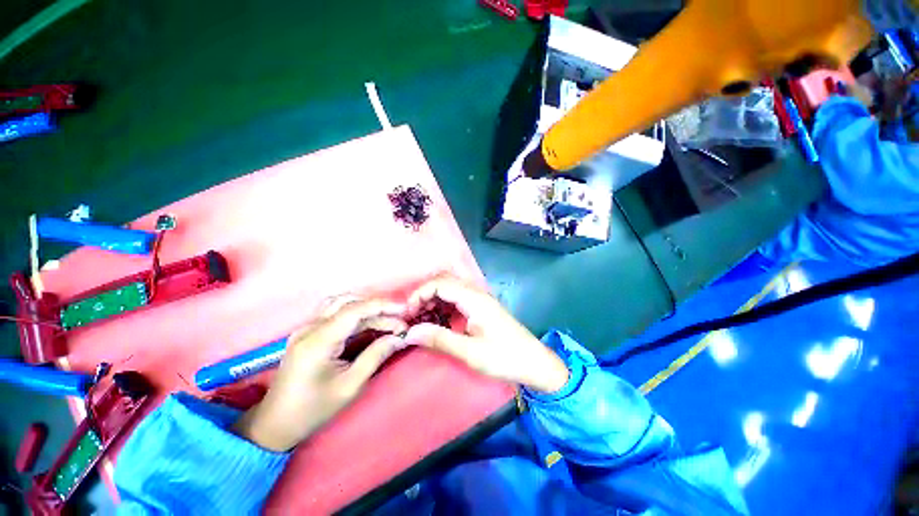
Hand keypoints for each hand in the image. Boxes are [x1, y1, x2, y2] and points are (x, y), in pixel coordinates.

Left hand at [232, 297, 406, 451]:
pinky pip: (335, 313)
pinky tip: (368, 324)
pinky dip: (355, 314)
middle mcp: (310, 328)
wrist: (275, 424)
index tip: (404, 311)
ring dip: (366, 307)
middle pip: (348, 302)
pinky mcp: (308, 332)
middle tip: (398, 320)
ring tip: (386, 320)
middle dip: (377, 308)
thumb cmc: (312, 410)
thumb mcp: (349, 386)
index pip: (354, 310)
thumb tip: (399, 338)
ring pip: (340, 303)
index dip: (382, 306)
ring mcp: (306, 328)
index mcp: (318, 341)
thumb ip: (375, 356)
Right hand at [404, 275, 568, 392]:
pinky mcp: (480, 308)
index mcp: (474, 298)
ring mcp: (479, 299)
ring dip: (433, 299)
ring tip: (420, 318)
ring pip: (450, 289)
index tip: (407, 313)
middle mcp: (476, 293)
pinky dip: (442, 305)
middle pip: (444, 281)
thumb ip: (439, 340)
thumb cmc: (505, 358)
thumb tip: (409, 333)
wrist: (535, 363)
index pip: (440, 283)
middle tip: (411, 315)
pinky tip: (437, 320)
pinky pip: (457, 299)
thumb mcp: (470, 353)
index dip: (419, 294)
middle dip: (424, 294)